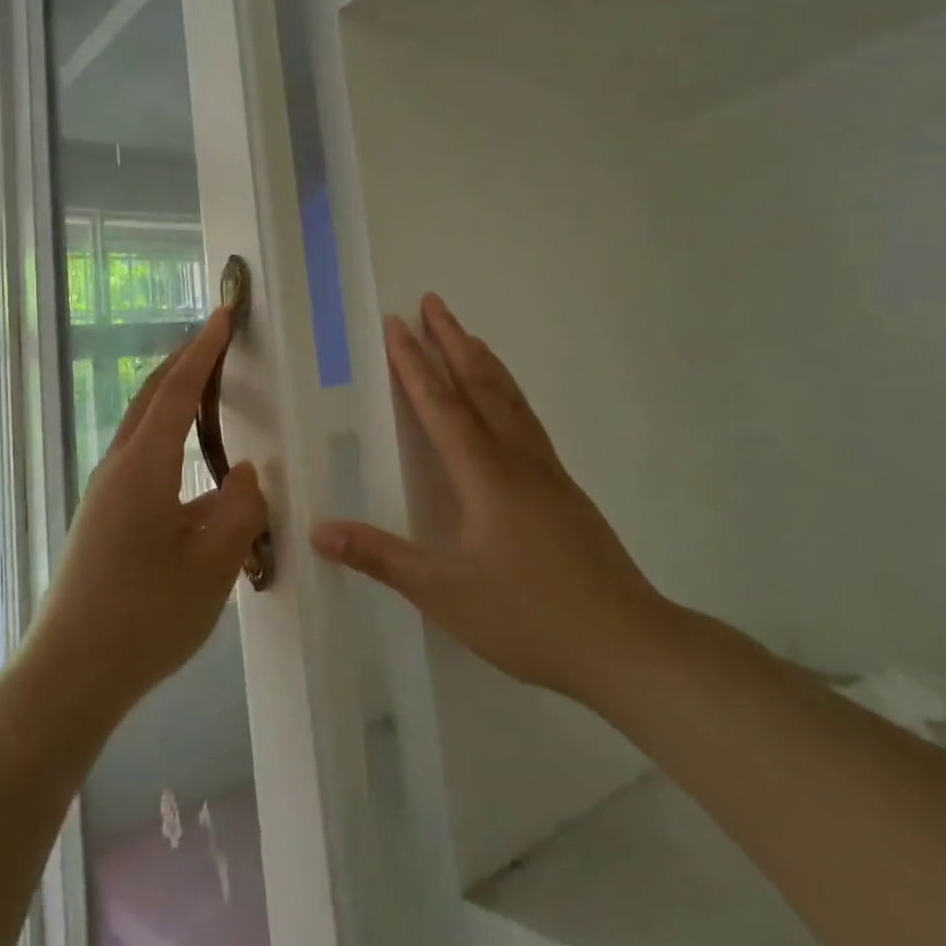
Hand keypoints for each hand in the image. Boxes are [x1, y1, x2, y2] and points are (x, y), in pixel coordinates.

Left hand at [25, 308, 269, 716]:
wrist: (69, 675)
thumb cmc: (145, 619)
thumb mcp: (212, 566)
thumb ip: (239, 510)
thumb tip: (242, 473)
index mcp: (144, 468)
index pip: (178, 391)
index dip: (204, 350)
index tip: (224, 315)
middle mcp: (119, 468)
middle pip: (152, 397)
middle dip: (185, 362)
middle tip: (218, 339)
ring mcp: (105, 493)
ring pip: (144, 428)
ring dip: (175, 399)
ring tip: (211, 391)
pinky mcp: (102, 516)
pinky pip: (142, 459)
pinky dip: (169, 438)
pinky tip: (195, 469)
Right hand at [311, 293, 669, 703]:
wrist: (626, 644)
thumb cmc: (529, 617)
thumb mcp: (444, 594)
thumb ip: (381, 557)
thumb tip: (319, 530)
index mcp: (484, 475)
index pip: (440, 404)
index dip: (414, 363)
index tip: (396, 325)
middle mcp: (516, 459)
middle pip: (480, 384)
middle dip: (452, 340)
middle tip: (432, 302)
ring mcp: (547, 471)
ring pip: (510, 398)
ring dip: (483, 360)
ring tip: (466, 334)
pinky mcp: (564, 489)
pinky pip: (527, 420)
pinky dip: (507, 391)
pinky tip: (506, 403)